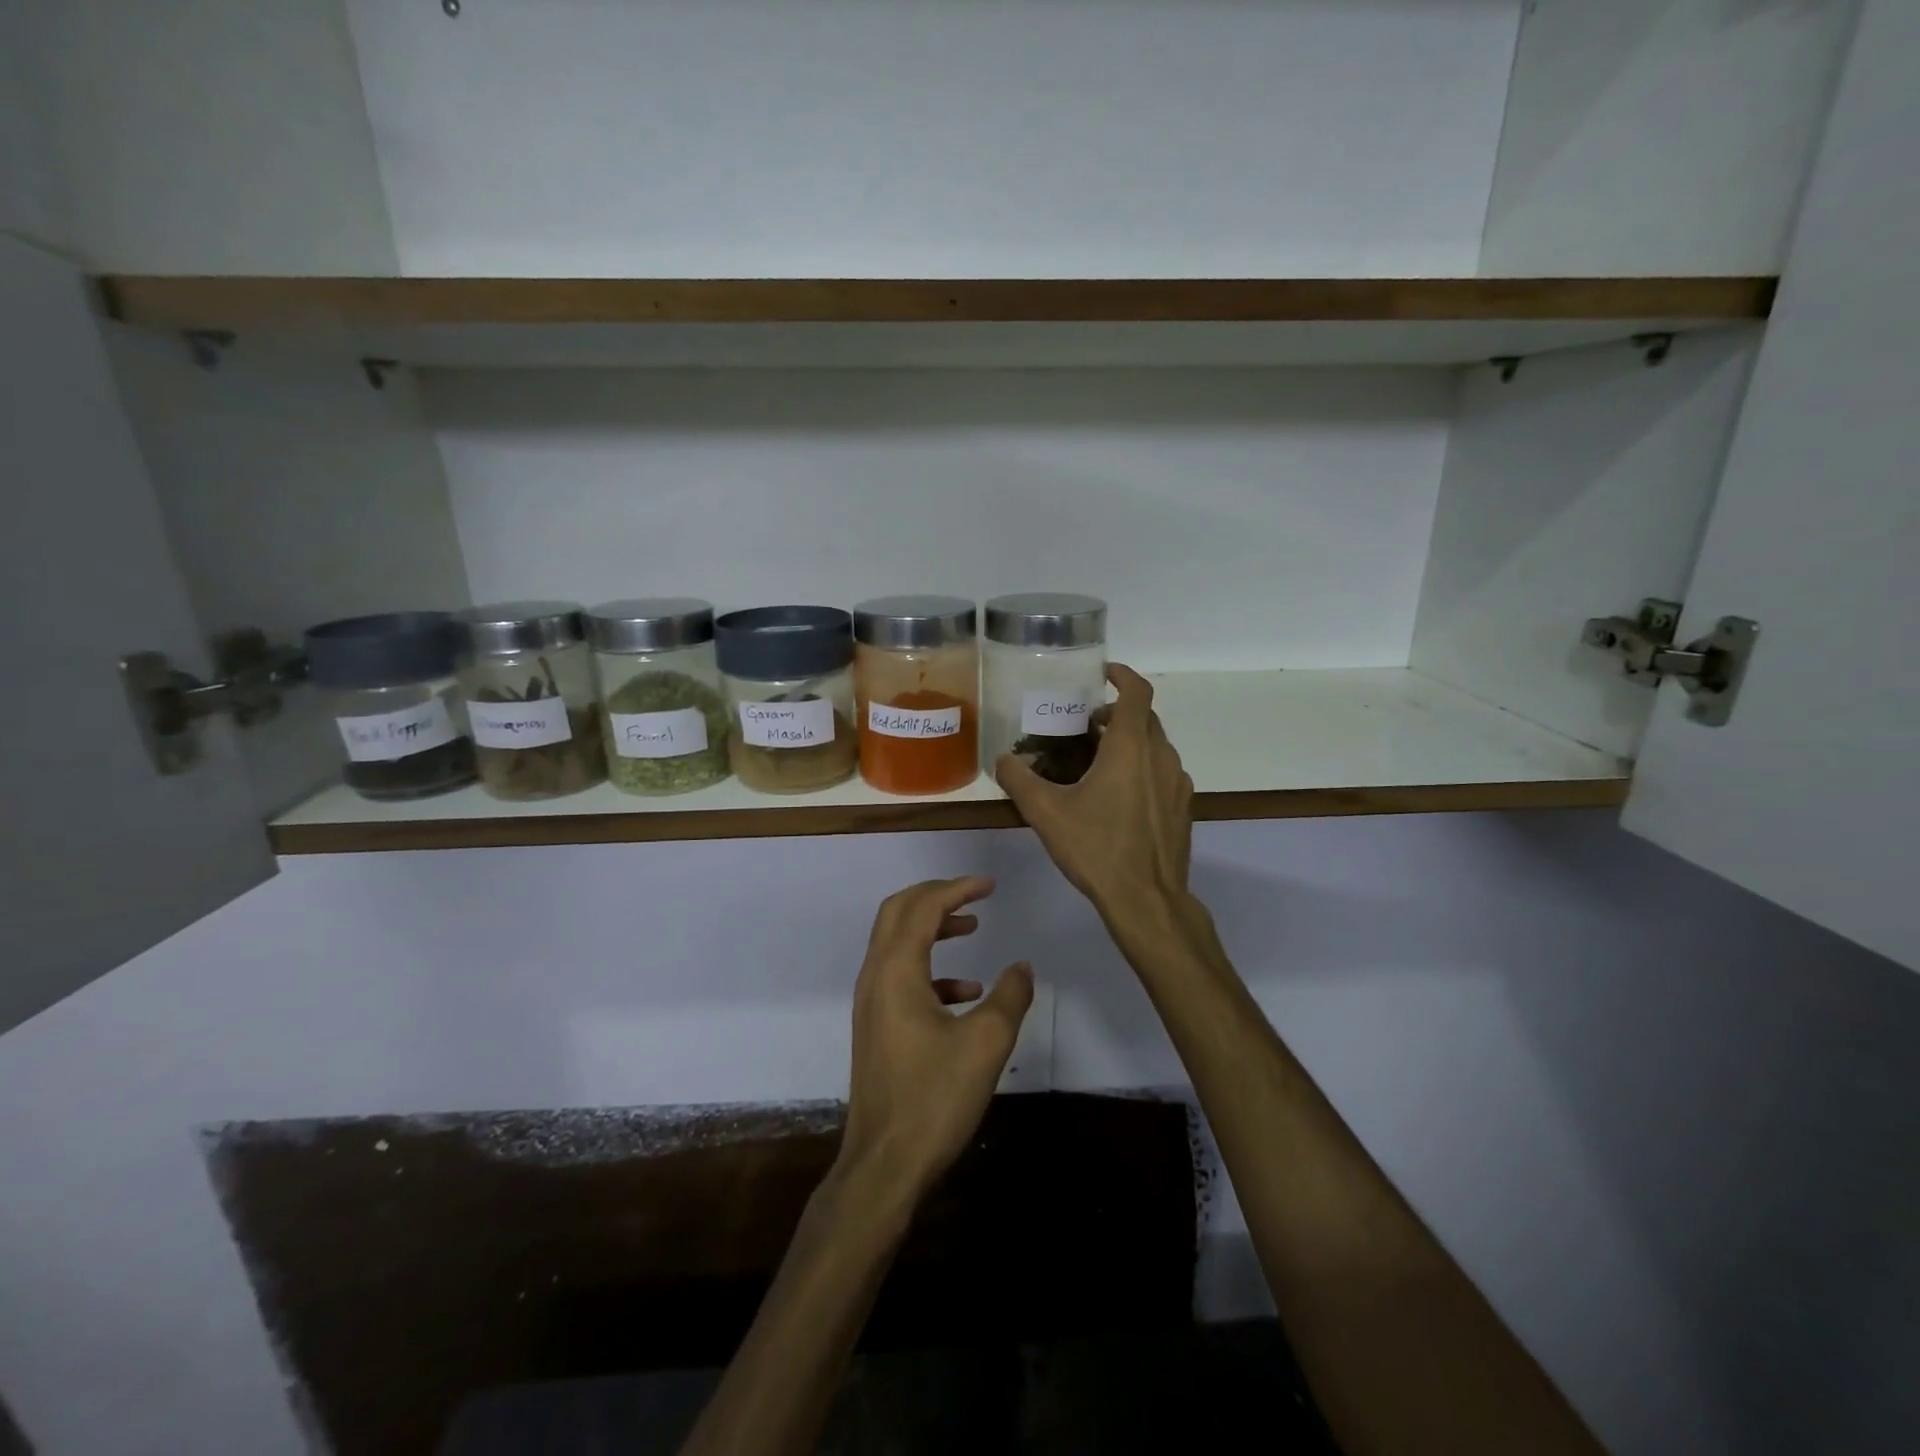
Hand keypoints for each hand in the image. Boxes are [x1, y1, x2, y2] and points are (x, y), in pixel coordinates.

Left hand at [838, 877, 1034, 1202]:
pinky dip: (931, 968)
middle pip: (898, 912)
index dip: (958, 889)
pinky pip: (900, 977)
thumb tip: (1022, 967)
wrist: (884, 1164)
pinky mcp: (875, 1026)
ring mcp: (871, 1002)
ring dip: (932, 928)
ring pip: (896, 943)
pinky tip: (964, 993)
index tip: (990, 885)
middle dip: (936, 896)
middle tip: (973, 895)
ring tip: (971, 930)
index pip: (923, 906)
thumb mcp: (986, 1044)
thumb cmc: (934, 1098)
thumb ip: (1010, 997)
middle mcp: (875, 976)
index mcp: (896, 970)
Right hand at [995, 664, 1194, 925]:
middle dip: (1115, 713)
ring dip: (1129, 742)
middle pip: (1143, 718)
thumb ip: (1019, 779)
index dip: (1121, 675)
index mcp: (1131, 747)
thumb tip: (1002, 759)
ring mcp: (1177, 783)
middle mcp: (1161, 756)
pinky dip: (1141, 768)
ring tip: (1097, 763)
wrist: (1147, 899)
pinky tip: (1118, 798)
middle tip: (1085, 726)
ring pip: (1154, 746)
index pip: (1136, 692)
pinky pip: (1162, 772)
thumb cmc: (1097, 848)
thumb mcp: (1046, 812)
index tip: (1102, 674)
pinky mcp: (1182, 808)